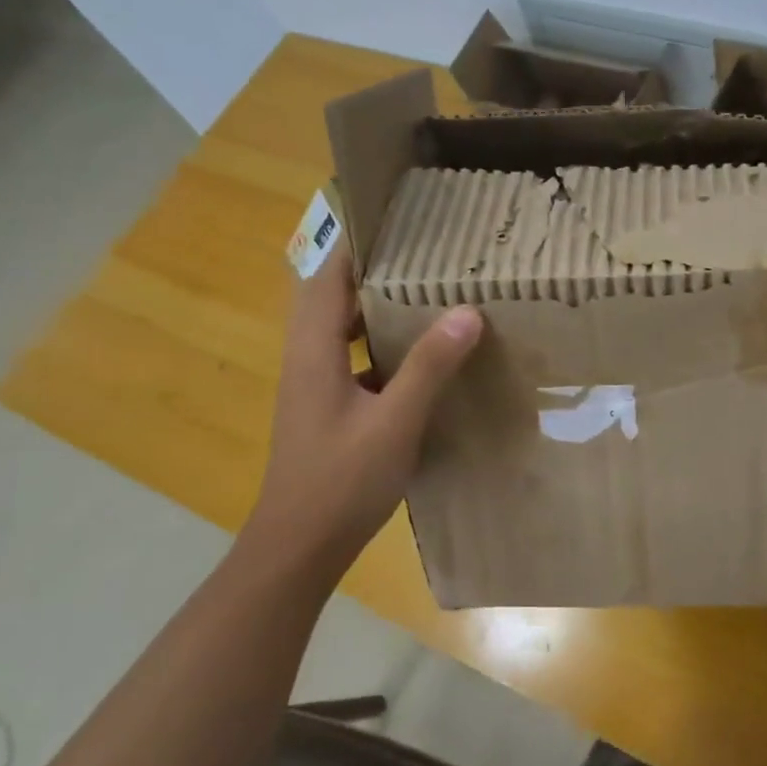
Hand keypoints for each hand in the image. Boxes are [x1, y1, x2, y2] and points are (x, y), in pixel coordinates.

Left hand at [246, 244, 481, 561]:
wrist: (299, 545)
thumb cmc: (341, 481)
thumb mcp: (394, 421)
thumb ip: (429, 366)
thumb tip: (467, 311)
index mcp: (314, 349)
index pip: (328, 274)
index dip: (358, 242)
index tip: (399, 219)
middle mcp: (308, 357)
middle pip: (334, 295)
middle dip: (375, 269)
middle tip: (427, 252)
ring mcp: (316, 384)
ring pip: (344, 328)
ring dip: (379, 306)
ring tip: (430, 291)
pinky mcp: (328, 407)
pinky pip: (354, 358)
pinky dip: (382, 343)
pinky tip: (422, 354)